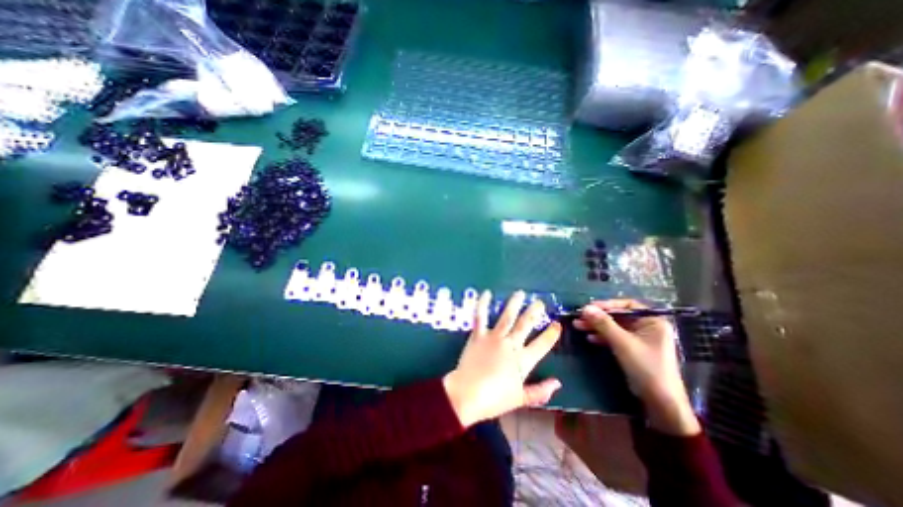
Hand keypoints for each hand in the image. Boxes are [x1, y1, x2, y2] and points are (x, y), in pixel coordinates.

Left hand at [444, 289, 562, 426]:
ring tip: (520, 293)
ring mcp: (494, 337)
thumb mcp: (521, 399)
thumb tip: (558, 383)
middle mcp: (511, 344)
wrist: (468, 394)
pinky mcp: (478, 335)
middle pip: (525, 324)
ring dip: (514, 304)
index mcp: (523, 360)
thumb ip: (540, 391)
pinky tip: (487, 293)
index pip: (542, 344)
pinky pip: (481, 317)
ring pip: (507, 316)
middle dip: (534, 312)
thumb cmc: (495, 399)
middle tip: (539, 302)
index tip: (557, 324)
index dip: (551, 334)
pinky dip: (483, 304)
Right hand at [578, 300, 696, 434]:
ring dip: (597, 327)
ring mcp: (640, 339)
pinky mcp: (633, 350)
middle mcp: (647, 327)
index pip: (627, 305)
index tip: (589, 307)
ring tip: (578, 326)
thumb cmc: (645, 367)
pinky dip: (603, 337)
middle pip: (618, 316)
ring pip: (614, 327)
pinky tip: (590, 338)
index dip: (607, 305)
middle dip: (598, 317)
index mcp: (652, 321)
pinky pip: (616, 338)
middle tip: (579, 317)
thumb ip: (604, 323)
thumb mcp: (622, 343)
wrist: (660, 402)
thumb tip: (585, 308)